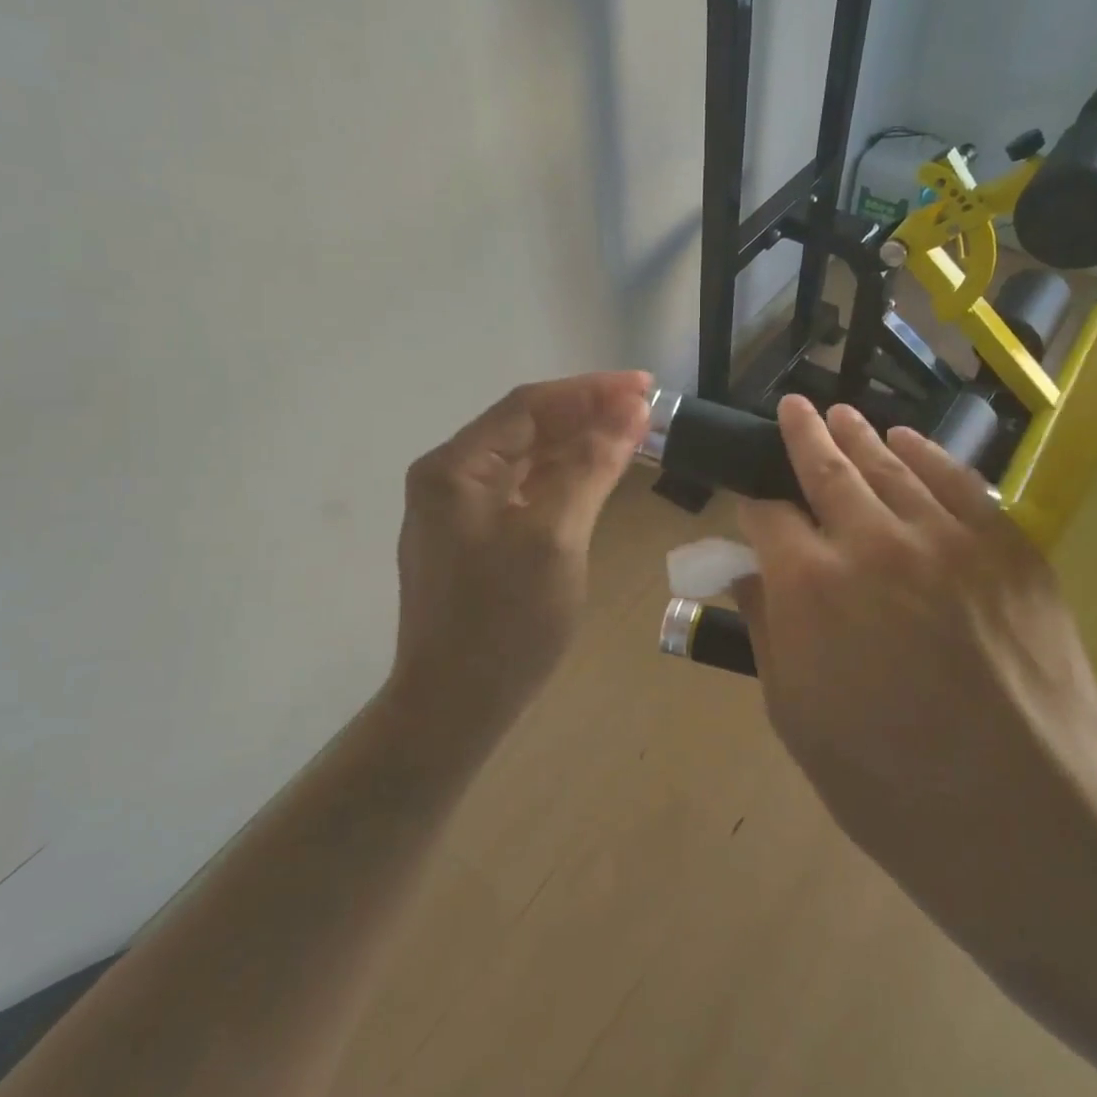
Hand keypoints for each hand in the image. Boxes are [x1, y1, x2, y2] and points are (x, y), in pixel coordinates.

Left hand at [387, 372, 650, 741]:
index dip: (590, 391)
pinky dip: (561, 479)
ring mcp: (457, 511)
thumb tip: (631, 409)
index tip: (646, 387)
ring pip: (526, 460)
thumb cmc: (504, 623)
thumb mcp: (556, 536)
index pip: (528, 406)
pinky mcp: (473, 540)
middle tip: (647, 409)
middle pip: (526, 428)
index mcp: (455, 467)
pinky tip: (595, 474)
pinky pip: (523, 492)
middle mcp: (449, 478)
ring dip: (577, 445)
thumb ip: (592, 466)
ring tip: (632, 433)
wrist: (453, 709)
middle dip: (586, 414)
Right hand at [733, 395, 1096, 968]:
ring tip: (840, 415)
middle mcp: (873, 542)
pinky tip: (906, 441)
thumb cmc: (891, 786)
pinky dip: (926, 453)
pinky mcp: (1009, 547)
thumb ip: (767, 631)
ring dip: (858, 435)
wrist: (1031, 824)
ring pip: (890, 463)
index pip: (766, 514)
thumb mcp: (796, 718)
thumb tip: (752, 576)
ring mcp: (948, 538)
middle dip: (802, 434)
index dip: (753, 502)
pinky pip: (959, 481)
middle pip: (826, 467)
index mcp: (809, 585)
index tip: (751, 499)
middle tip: (793, 408)